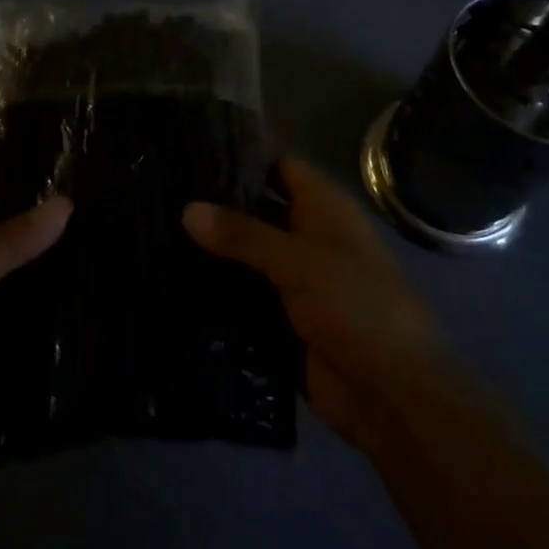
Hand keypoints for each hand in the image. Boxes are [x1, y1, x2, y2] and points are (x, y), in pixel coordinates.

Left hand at [0, 183, 71, 488]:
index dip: (13, 180)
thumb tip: (65, 203)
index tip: (64, 170)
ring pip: (10, 280)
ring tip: (97, 247)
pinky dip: (41, 313)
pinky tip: (82, 300)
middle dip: (36, 228)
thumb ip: (10, 241)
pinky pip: (15, 321)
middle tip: (92, 209)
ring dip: (42, 271)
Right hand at [183, 157, 457, 453]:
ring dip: (213, 255)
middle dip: (218, 209)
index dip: (242, 158)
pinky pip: (245, 300)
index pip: (279, 166)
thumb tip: (187, 208)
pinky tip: (174, 285)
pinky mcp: (284, 322)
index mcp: (324, 209)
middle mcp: (309, 237)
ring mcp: (297, 281)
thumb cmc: (355, 306)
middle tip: (164, 196)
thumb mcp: (298, 261)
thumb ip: (242, 234)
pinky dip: (218, 295)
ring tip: (156, 236)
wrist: (392, 394)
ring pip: (248, 258)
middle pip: (258, 212)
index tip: (194, 154)